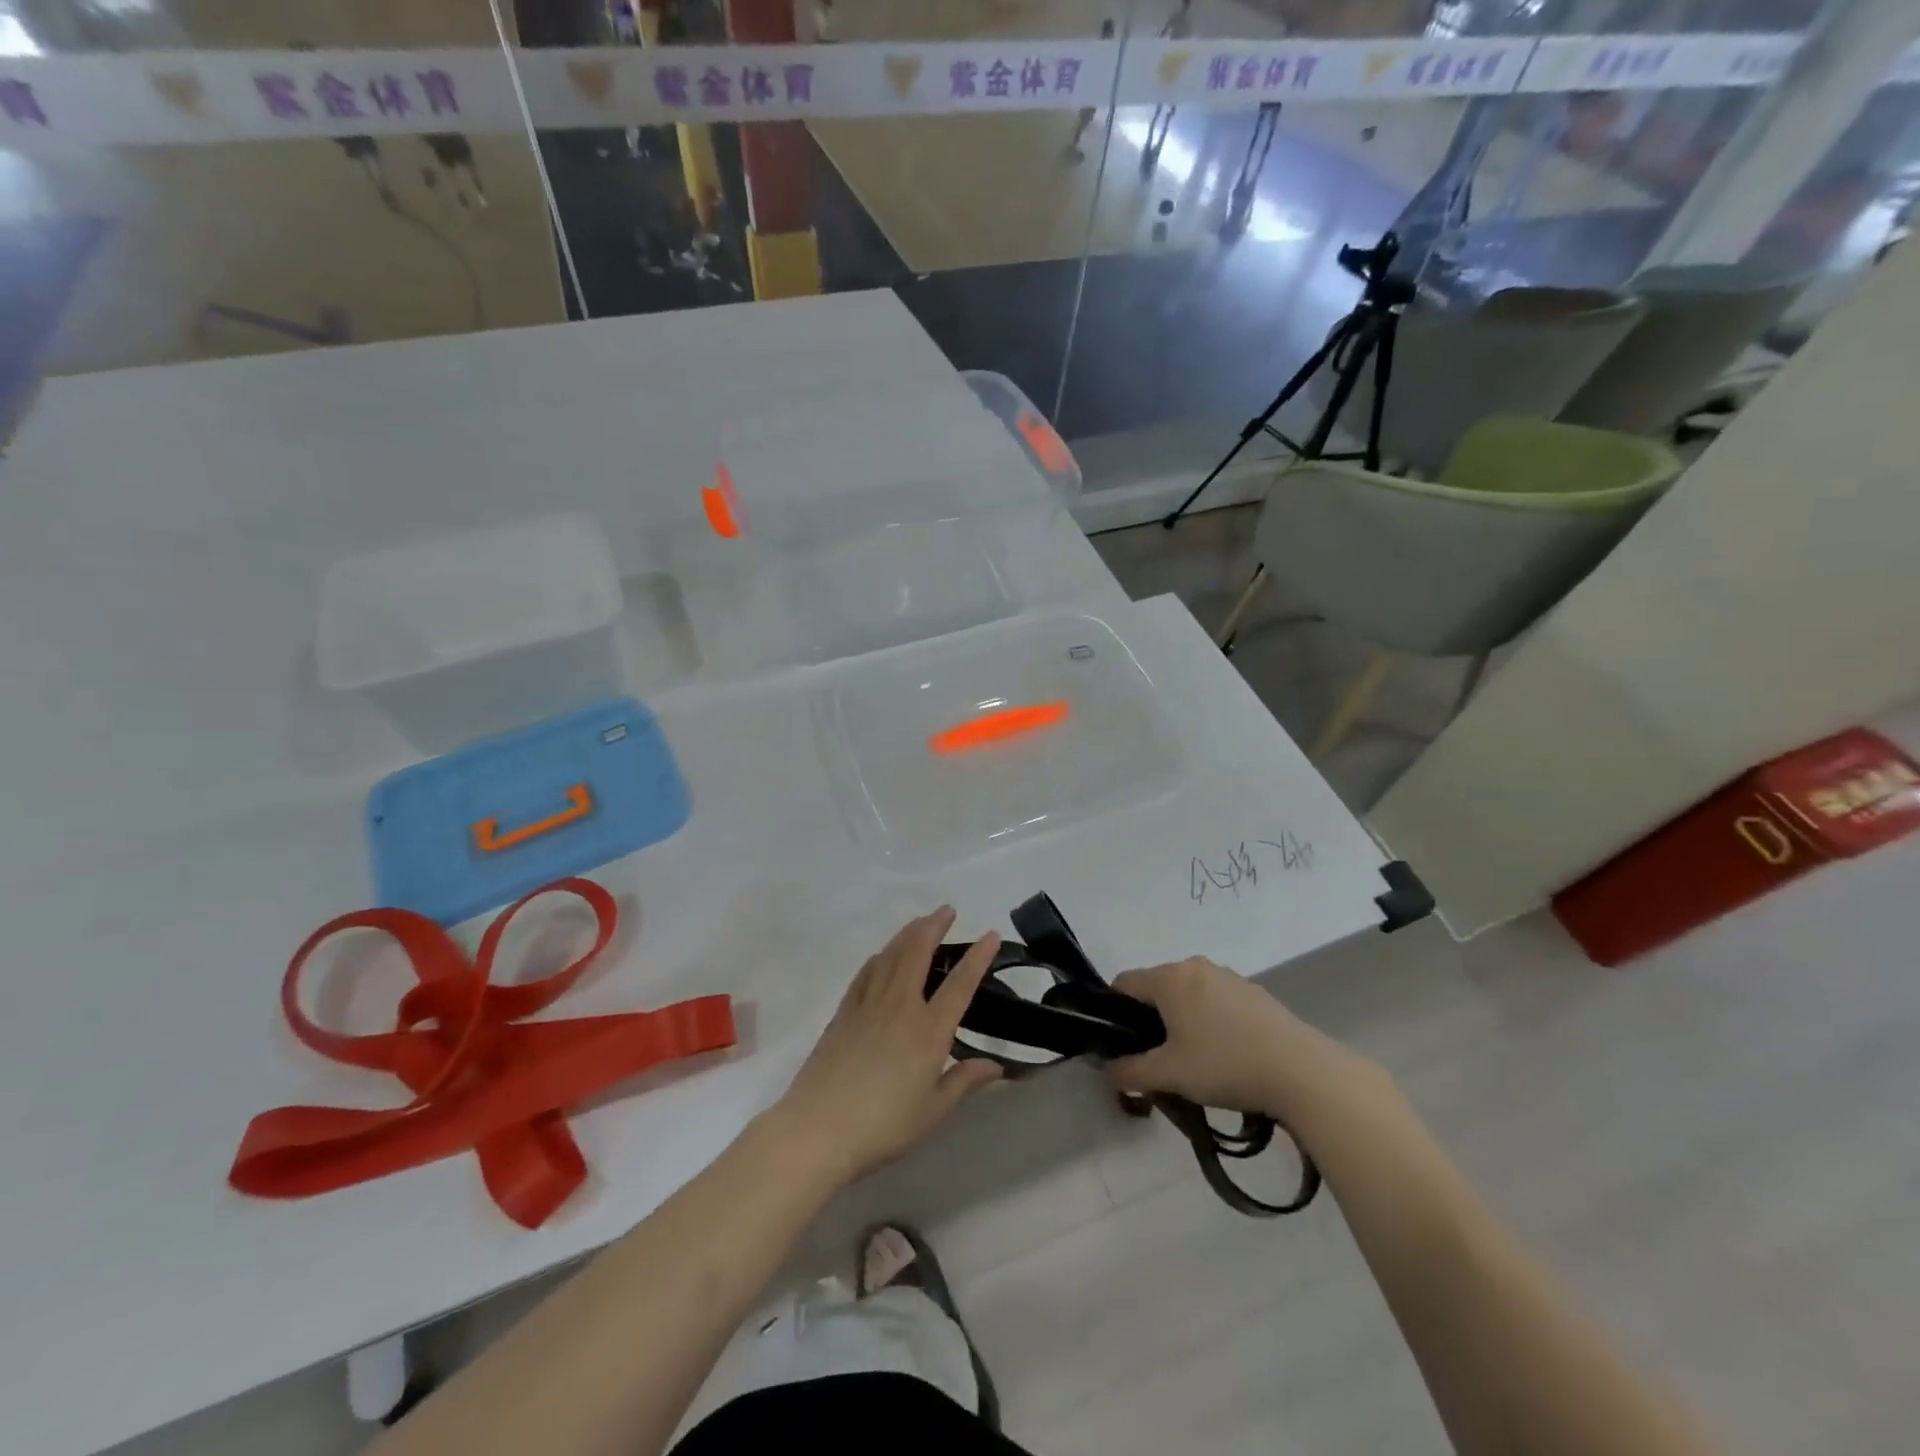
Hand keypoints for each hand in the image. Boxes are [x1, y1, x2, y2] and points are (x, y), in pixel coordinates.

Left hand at [775, 907, 1003, 1185]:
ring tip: (920, 922)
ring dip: (908, 934)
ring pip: (891, 956)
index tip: (990, 934)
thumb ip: (964, 1081)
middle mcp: (900, 1007)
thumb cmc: (882, 1125)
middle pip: (919, 953)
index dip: (978, 957)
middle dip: (934, 926)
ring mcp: (868, 1005)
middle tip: (947, 910)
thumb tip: (997, 1065)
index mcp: (928, 1031)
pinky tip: (882, 955)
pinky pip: (865, 973)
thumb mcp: (933, 1111)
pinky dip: (879, 957)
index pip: (960, 984)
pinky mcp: (843, 1013)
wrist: (817, 1129)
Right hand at [1105, 957, 1365, 1117]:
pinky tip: (1227, 1056)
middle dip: (1150, 1022)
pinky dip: (1210, 1022)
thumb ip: (1130, 1073)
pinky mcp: (1254, 992)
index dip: (1115, 1015)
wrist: (1302, 1072)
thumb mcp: (1170, 1076)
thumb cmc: (1225, 1065)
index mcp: (1169, 978)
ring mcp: (1228, 976)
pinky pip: (1216, 1001)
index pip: (1123, 983)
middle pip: (1156, 988)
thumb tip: (1108, 1073)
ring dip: (1181, 1022)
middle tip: (1158, 1060)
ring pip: (1187, 995)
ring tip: (1195, 1062)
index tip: (1124, 1047)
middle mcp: (1195, 966)